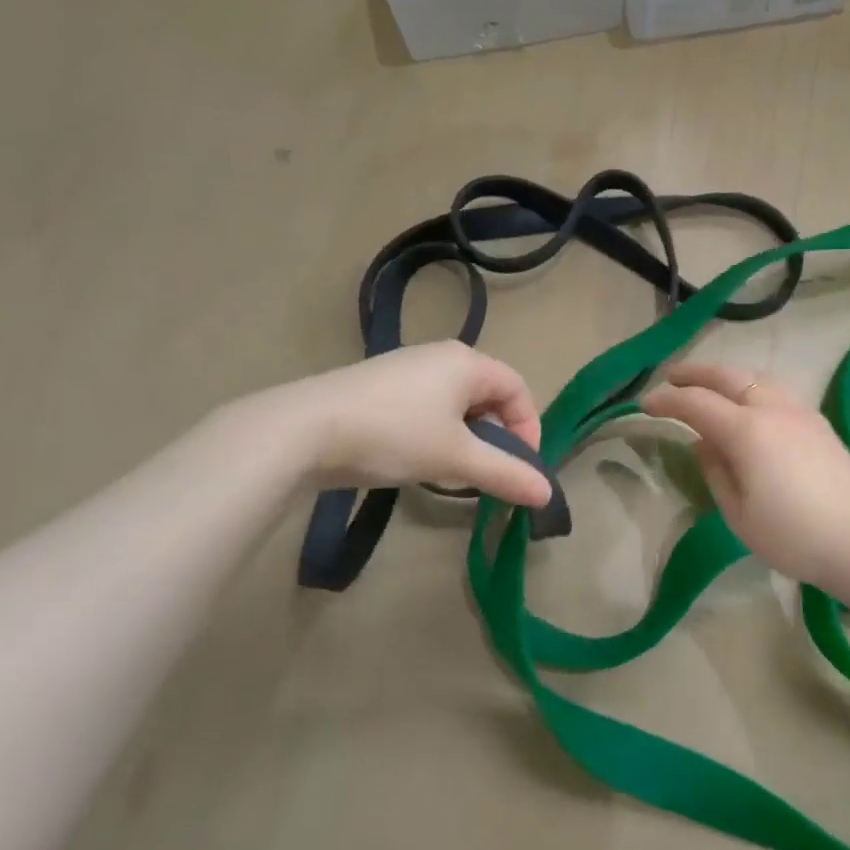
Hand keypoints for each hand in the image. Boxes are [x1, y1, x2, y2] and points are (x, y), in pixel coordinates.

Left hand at [247, 342, 551, 506]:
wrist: (303, 430)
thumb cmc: (394, 435)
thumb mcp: (456, 459)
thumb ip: (506, 474)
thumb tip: (547, 494)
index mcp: (467, 362)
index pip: (518, 389)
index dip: (528, 428)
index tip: (520, 467)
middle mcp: (440, 355)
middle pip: (488, 395)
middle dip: (496, 436)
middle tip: (486, 472)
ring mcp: (405, 368)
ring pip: (455, 403)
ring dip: (465, 437)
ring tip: (449, 470)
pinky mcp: (378, 386)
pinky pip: (425, 406)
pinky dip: (435, 432)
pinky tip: (414, 458)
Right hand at [641, 363, 849, 593]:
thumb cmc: (792, 537)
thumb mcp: (738, 514)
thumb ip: (715, 471)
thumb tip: (703, 443)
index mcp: (747, 431)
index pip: (695, 403)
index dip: (666, 400)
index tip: (644, 404)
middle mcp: (773, 409)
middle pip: (727, 376)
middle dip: (694, 373)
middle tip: (670, 377)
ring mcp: (801, 412)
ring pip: (755, 378)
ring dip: (725, 376)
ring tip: (708, 387)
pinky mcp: (819, 423)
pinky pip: (776, 392)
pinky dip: (751, 388)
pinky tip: (748, 405)